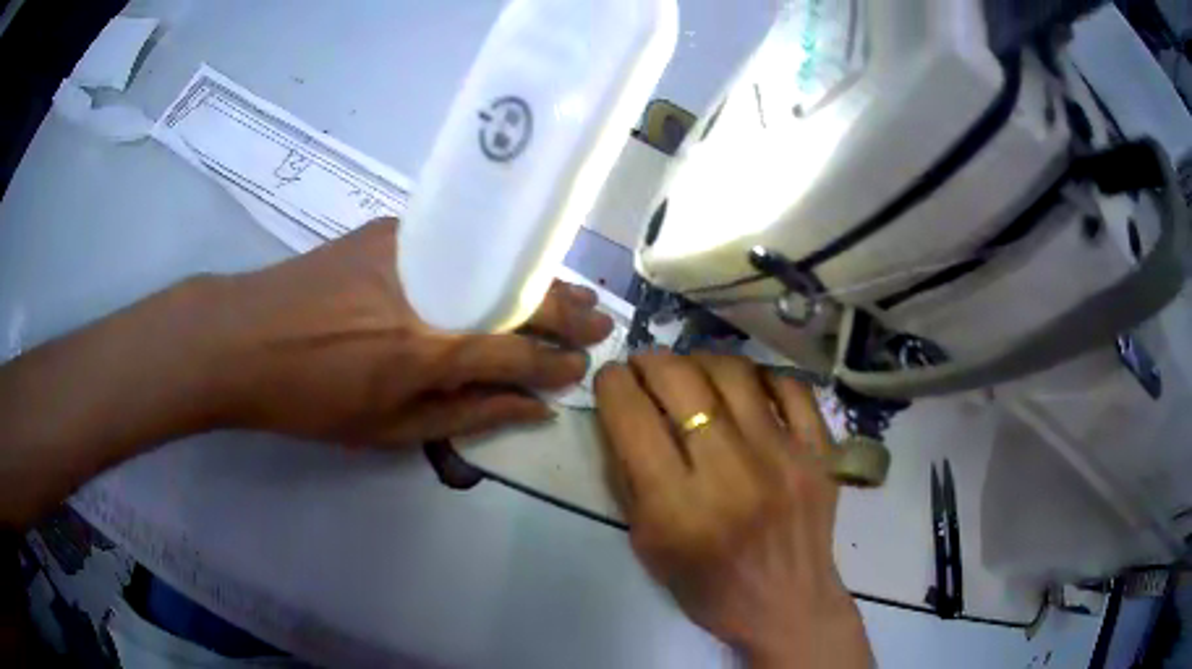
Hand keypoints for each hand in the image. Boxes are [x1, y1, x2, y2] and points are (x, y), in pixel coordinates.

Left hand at [198, 218, 613, 445]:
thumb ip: (465, 415)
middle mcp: (429, 292)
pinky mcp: (390, 230)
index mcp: (428, 351)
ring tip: (570, 293)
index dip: (555, 362)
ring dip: (537, 280)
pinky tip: (507, 263)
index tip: (581, 367)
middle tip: (599, 319)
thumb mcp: (386, 429)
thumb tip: (531, 408)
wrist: (242, 339)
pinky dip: (491, 256)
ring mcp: (410, 250)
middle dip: (566, 310)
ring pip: (494, 262)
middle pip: (518, 295)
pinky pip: (457, 240)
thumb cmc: (309, 400)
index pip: (517, 352)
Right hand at [594, 352, 871, 667]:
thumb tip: (622, 411)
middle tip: (644, 365)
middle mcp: (730, 473)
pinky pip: (792, 388)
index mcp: (677, 506)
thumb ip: (628, 478)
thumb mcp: (646, 544)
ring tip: (692, 371)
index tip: (610, 377)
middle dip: (651, 361)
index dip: (612, 384)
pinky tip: (746, 388)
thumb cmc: (708, 586)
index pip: (632, 418)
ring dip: (701, 361)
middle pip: (681, 382)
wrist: (787, 605)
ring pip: (735, 373)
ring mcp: (784, 457)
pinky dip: (762, 377)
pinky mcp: (819, 453)